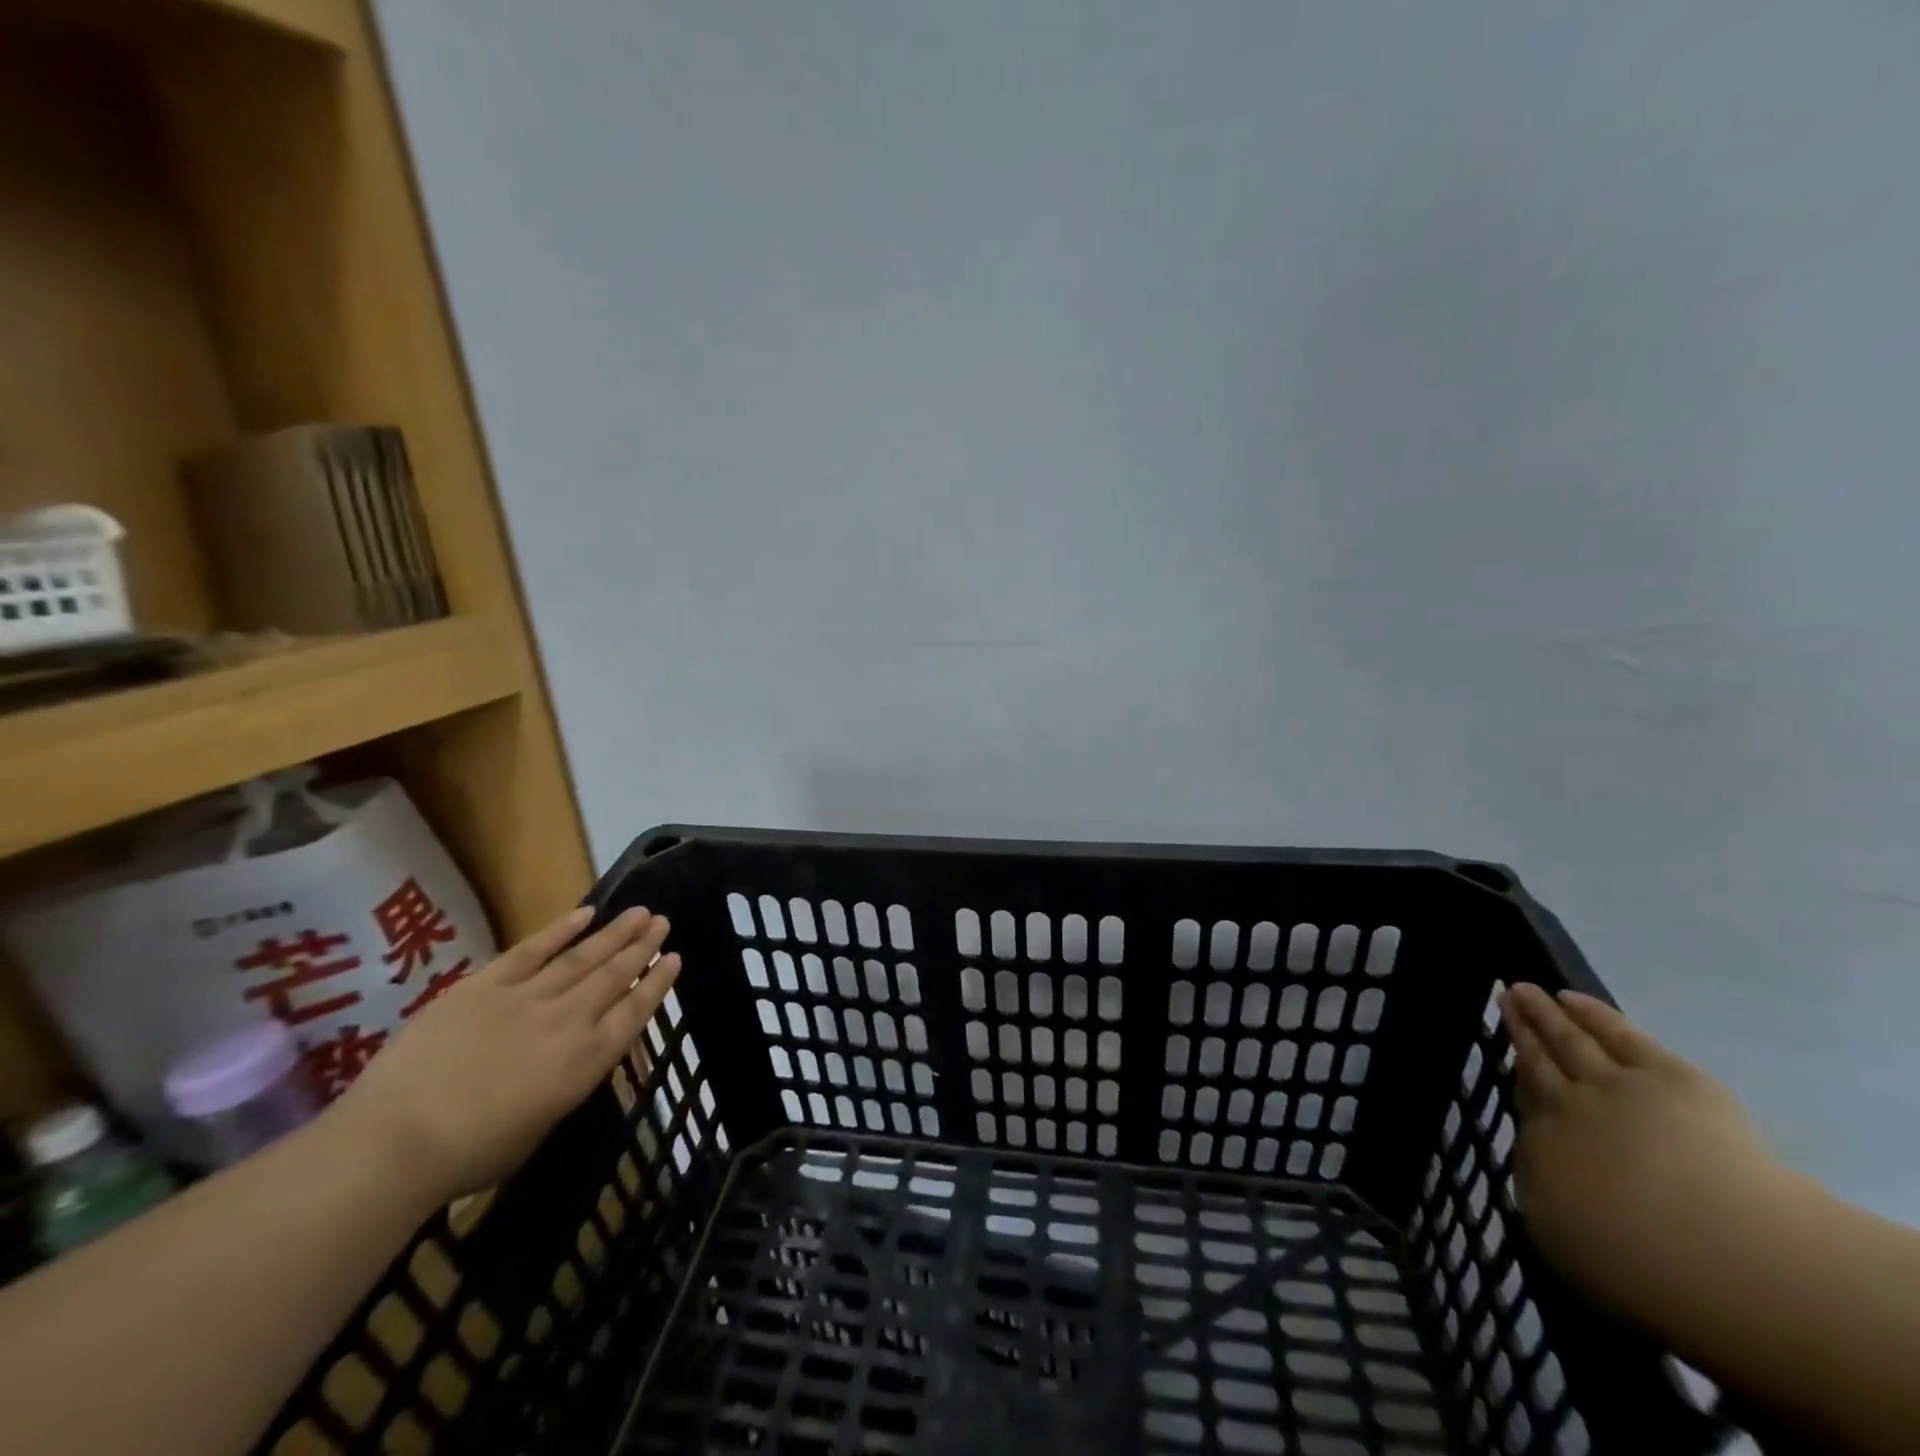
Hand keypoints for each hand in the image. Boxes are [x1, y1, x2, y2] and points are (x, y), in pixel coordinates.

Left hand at [332, 906, 679, 1204]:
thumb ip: (564, 1084)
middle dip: (642, 947)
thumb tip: (568, 1060)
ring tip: (639, 912)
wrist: (400, 1140)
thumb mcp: (540, 1126)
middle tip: (662, 921)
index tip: (675, 958)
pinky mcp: (486, 985)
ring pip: (582, 957)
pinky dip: (560, 930)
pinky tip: (585, 913)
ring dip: (614, 933)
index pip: (635, 1012)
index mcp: (586, 1062)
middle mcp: (568, 1021)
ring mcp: (528, 998)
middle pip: (615, 975)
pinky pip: (531, 950)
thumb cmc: (470, 1155)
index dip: (657, 983)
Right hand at [1500, 984, 1791, 1332]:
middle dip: (1522, 1028)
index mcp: (1542, 1148)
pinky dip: (1594, 1014)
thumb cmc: (1636, 1265)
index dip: (1518, 1076)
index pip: (1527, 1103)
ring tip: (1525, 989)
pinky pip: (1620, 1035)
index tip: (1507, 1057)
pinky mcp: (1667, 1077)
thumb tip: (1539, 1173)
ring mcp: (1615, 1087)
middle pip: (1539, 1061)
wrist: (1712, 1250)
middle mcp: (1567, 1108)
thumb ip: (1544, 1199)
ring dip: (1546, 1013)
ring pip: (1570, 1040)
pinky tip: (1570, 998)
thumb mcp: (1562, 1242)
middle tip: (1504, 996)